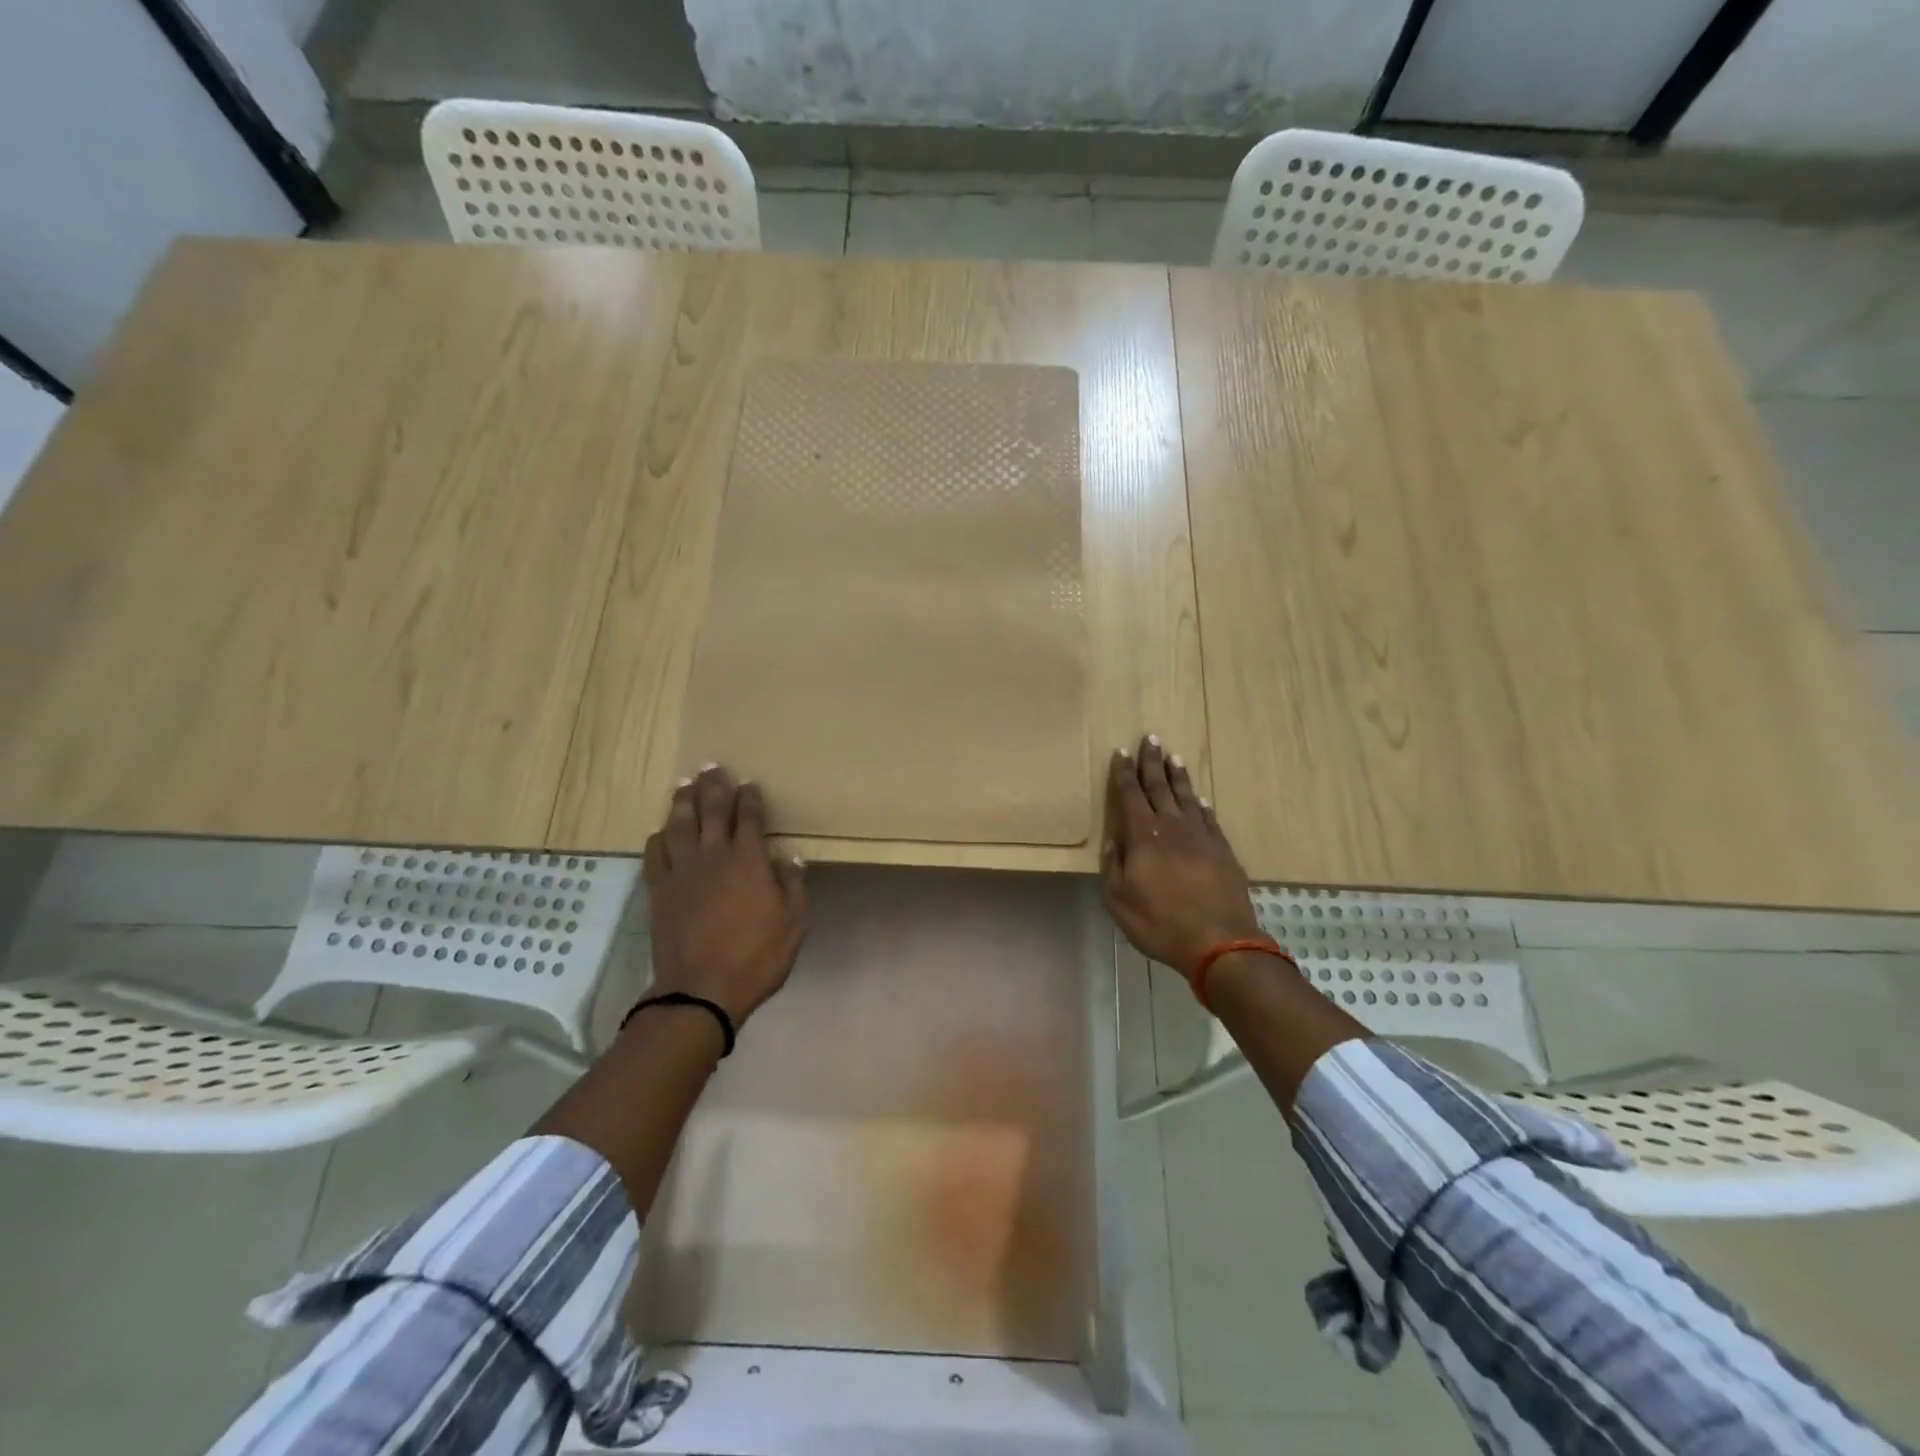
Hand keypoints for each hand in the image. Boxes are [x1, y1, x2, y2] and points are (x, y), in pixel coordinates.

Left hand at [644, 765, 807, 1026]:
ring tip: (685, 784)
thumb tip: (788, 858)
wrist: (701, 989)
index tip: (750, 785)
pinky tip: (663, 831)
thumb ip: (792, 885)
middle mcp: (714, 855)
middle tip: (712, 767)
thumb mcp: (793, 924)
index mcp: (749, 860)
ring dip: (683, 801)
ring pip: (680, 824)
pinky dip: (659, 837)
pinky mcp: (659, 890)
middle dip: (714, 786)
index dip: (750, 798)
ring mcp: (682, 871)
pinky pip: (655, 853)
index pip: (750, 817)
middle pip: (711, 810)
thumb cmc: (756, 956)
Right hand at [1101, 736, 1261, 973]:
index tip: (1121, 752)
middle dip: (1151, 762)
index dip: (1123, 773)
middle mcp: (1171, 827)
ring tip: (1174, 756)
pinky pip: (1209, 818)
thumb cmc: (1160, 923)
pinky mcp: (1222, 850)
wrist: (1219, 941)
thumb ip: (1112, 866)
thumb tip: (1112, 840)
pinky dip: (1201, 804)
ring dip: (1177, 775)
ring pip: (1185, 796)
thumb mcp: (1118, 900)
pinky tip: (1199, 797)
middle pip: (1159, 786)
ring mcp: (1200, 836)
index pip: (1129, 794)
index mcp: (1142, 836)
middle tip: (1150, 738)